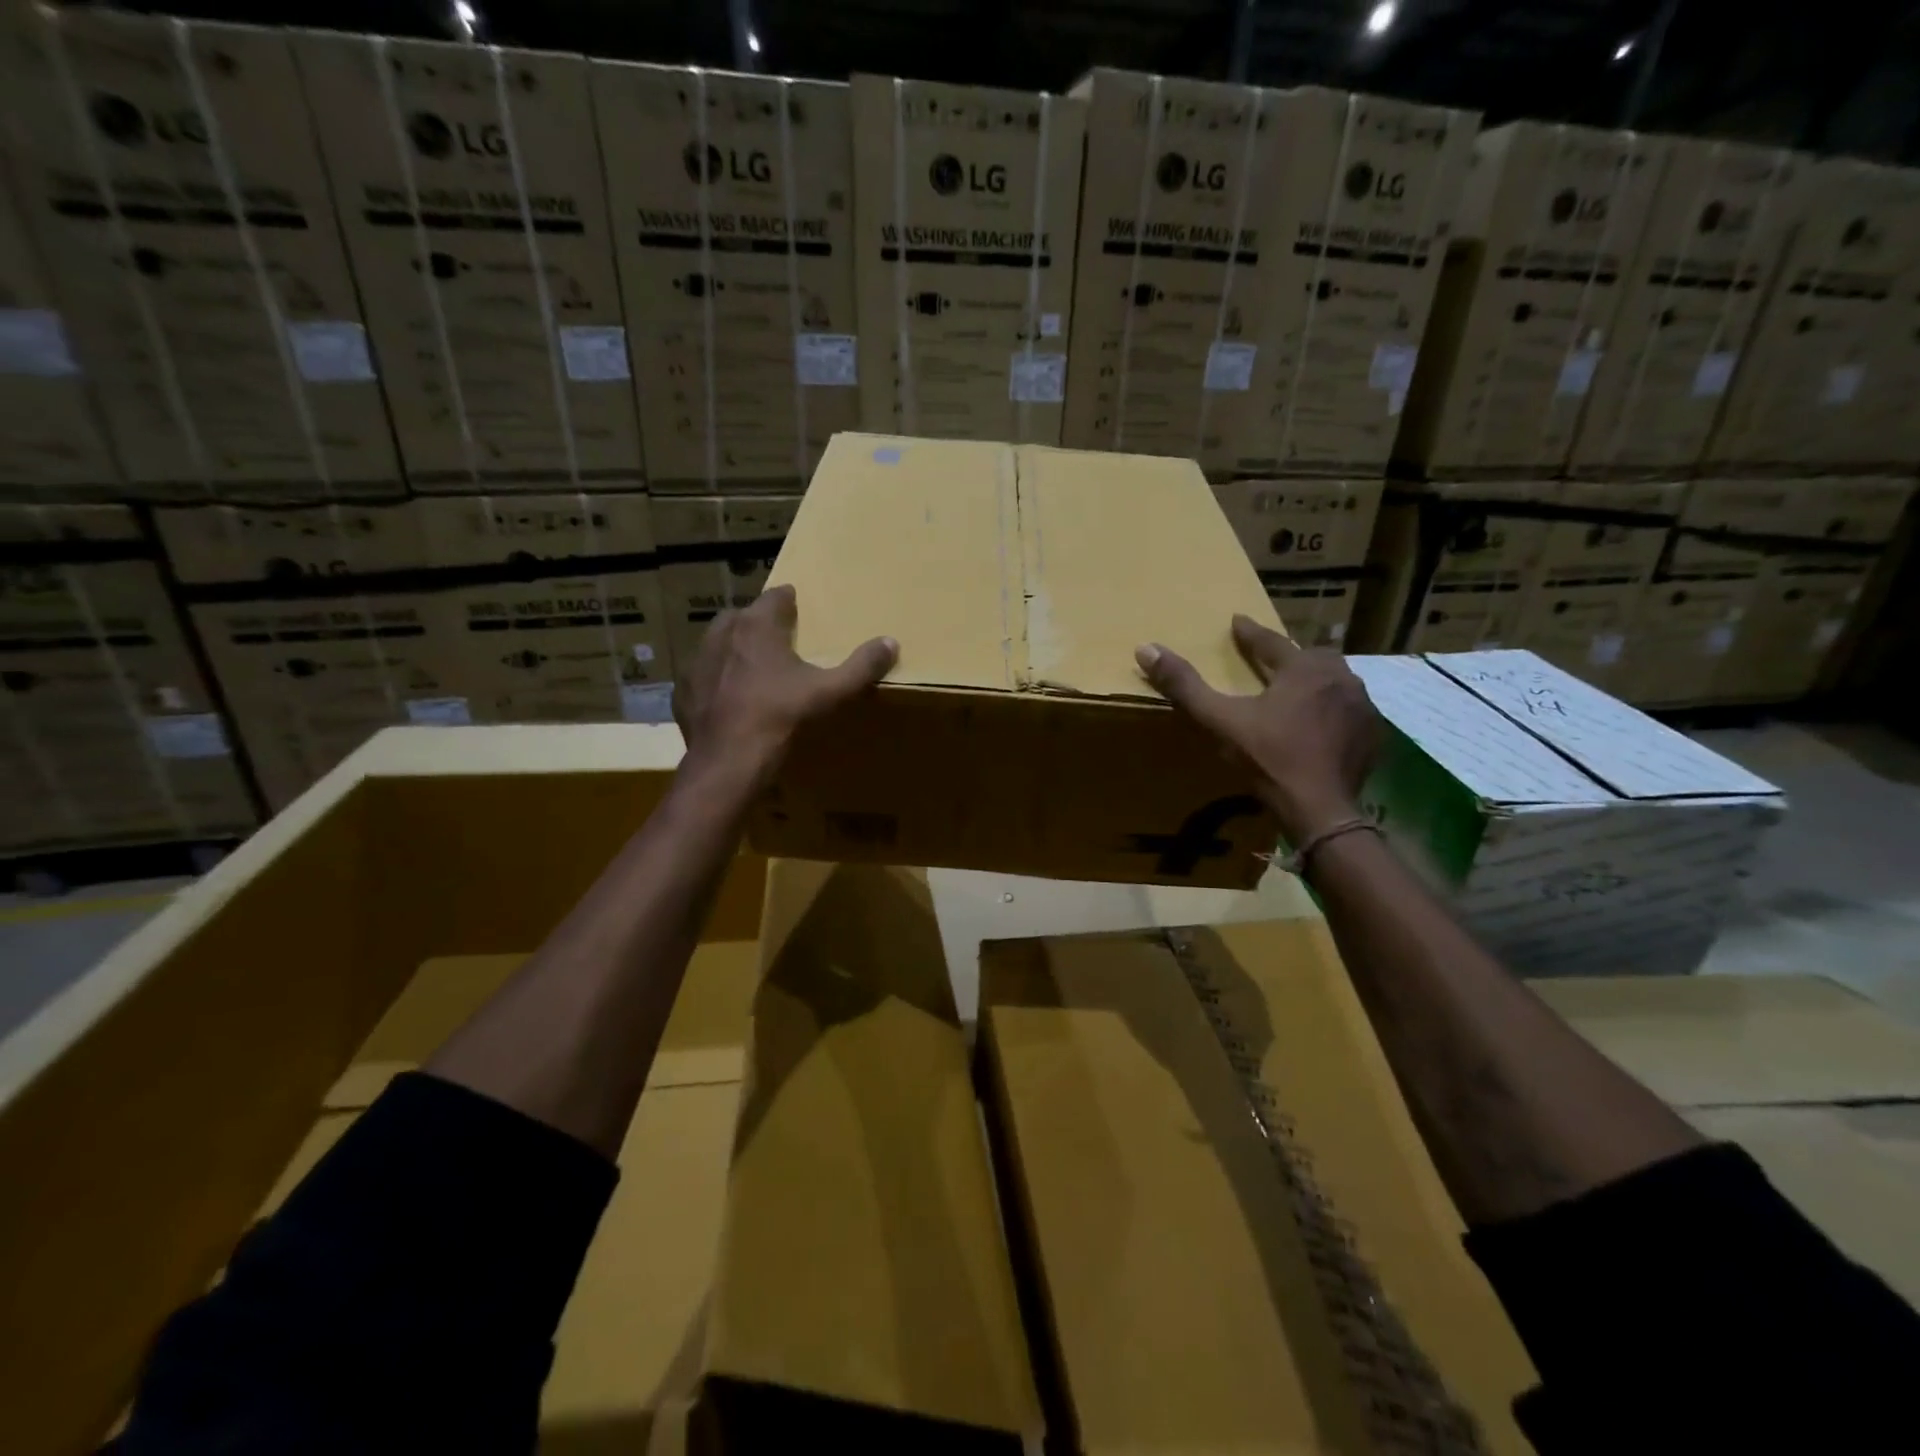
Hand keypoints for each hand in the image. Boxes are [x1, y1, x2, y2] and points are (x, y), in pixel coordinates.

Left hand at [674, 585, 896, 783]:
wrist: (729, 761)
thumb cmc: (783, 717)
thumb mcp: (831, 692)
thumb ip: (862, 666)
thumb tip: (891, 642)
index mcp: (758, 626)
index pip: (775, 597)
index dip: (787, 601)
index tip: (796, 607)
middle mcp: (722, 634)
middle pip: (742, 617)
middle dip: (758, 624)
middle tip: (778, 641)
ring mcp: (697, 662)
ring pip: (717, 644)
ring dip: (733, 650)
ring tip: (752, 668)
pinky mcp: (683, 691)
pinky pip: (702, 676)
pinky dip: (715, 681)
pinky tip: (729, 699)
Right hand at [1135, 615, 1382, 844]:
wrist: (1320, 809)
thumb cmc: (1268, 759)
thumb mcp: (1220, 720)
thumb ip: (1185, 685)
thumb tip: (1146, 648)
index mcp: (1303, 668)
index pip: (1271, 641)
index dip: (1250, 633)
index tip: (1237, 621)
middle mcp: (1339, 677)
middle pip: (1311, 657)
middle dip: (1289, 656)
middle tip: (1271, 660)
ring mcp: (1362, 706)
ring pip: (1335, 681)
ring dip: (1315, 681)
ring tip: (1298, 690)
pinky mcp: (1372, 734)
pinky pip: (1351, 710)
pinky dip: (1334, 709)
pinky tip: (1322, 723)